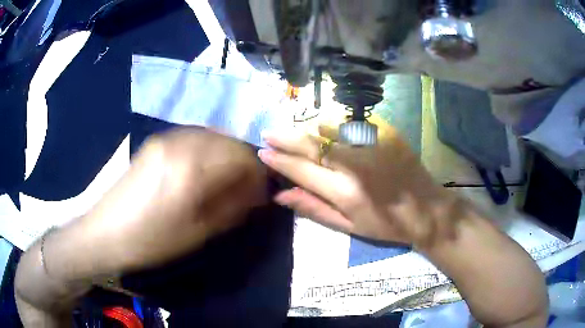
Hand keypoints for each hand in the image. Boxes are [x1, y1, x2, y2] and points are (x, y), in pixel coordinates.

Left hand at [78, 128, 266, 273]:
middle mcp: (180, 143)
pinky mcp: (155, 142)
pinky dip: (207, 149)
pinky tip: (203, 168)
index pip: (241, 157)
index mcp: (192, 168)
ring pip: (211, 135)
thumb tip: (258, 192)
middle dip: (243, 162)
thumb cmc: (152, 240)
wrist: (107, 233)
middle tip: (246, 186)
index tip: (262, 191)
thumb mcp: (197, 232)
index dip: (258, 173)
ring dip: (225, 154)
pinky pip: (192, 137)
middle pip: (227, 140)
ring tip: (227, 178)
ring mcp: (165, 139)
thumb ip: (232, 207)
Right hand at [259, 123, 461, 246]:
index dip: (279, 160)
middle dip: (284, 137)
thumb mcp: (349, 227)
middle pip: (311, 144)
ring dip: (305, 129)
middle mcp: (355, 164)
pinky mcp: (385, 133)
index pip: (301, 170)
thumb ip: (314, 208)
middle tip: (267, 134)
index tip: (263, 152)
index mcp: (345, 192)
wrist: (426, 209)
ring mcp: (372, 144)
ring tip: (292, 132)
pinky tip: (324, 130)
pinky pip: (350, 124)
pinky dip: (332, 126)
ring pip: (328, 129)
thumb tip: (281, 195)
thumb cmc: (386, 225)